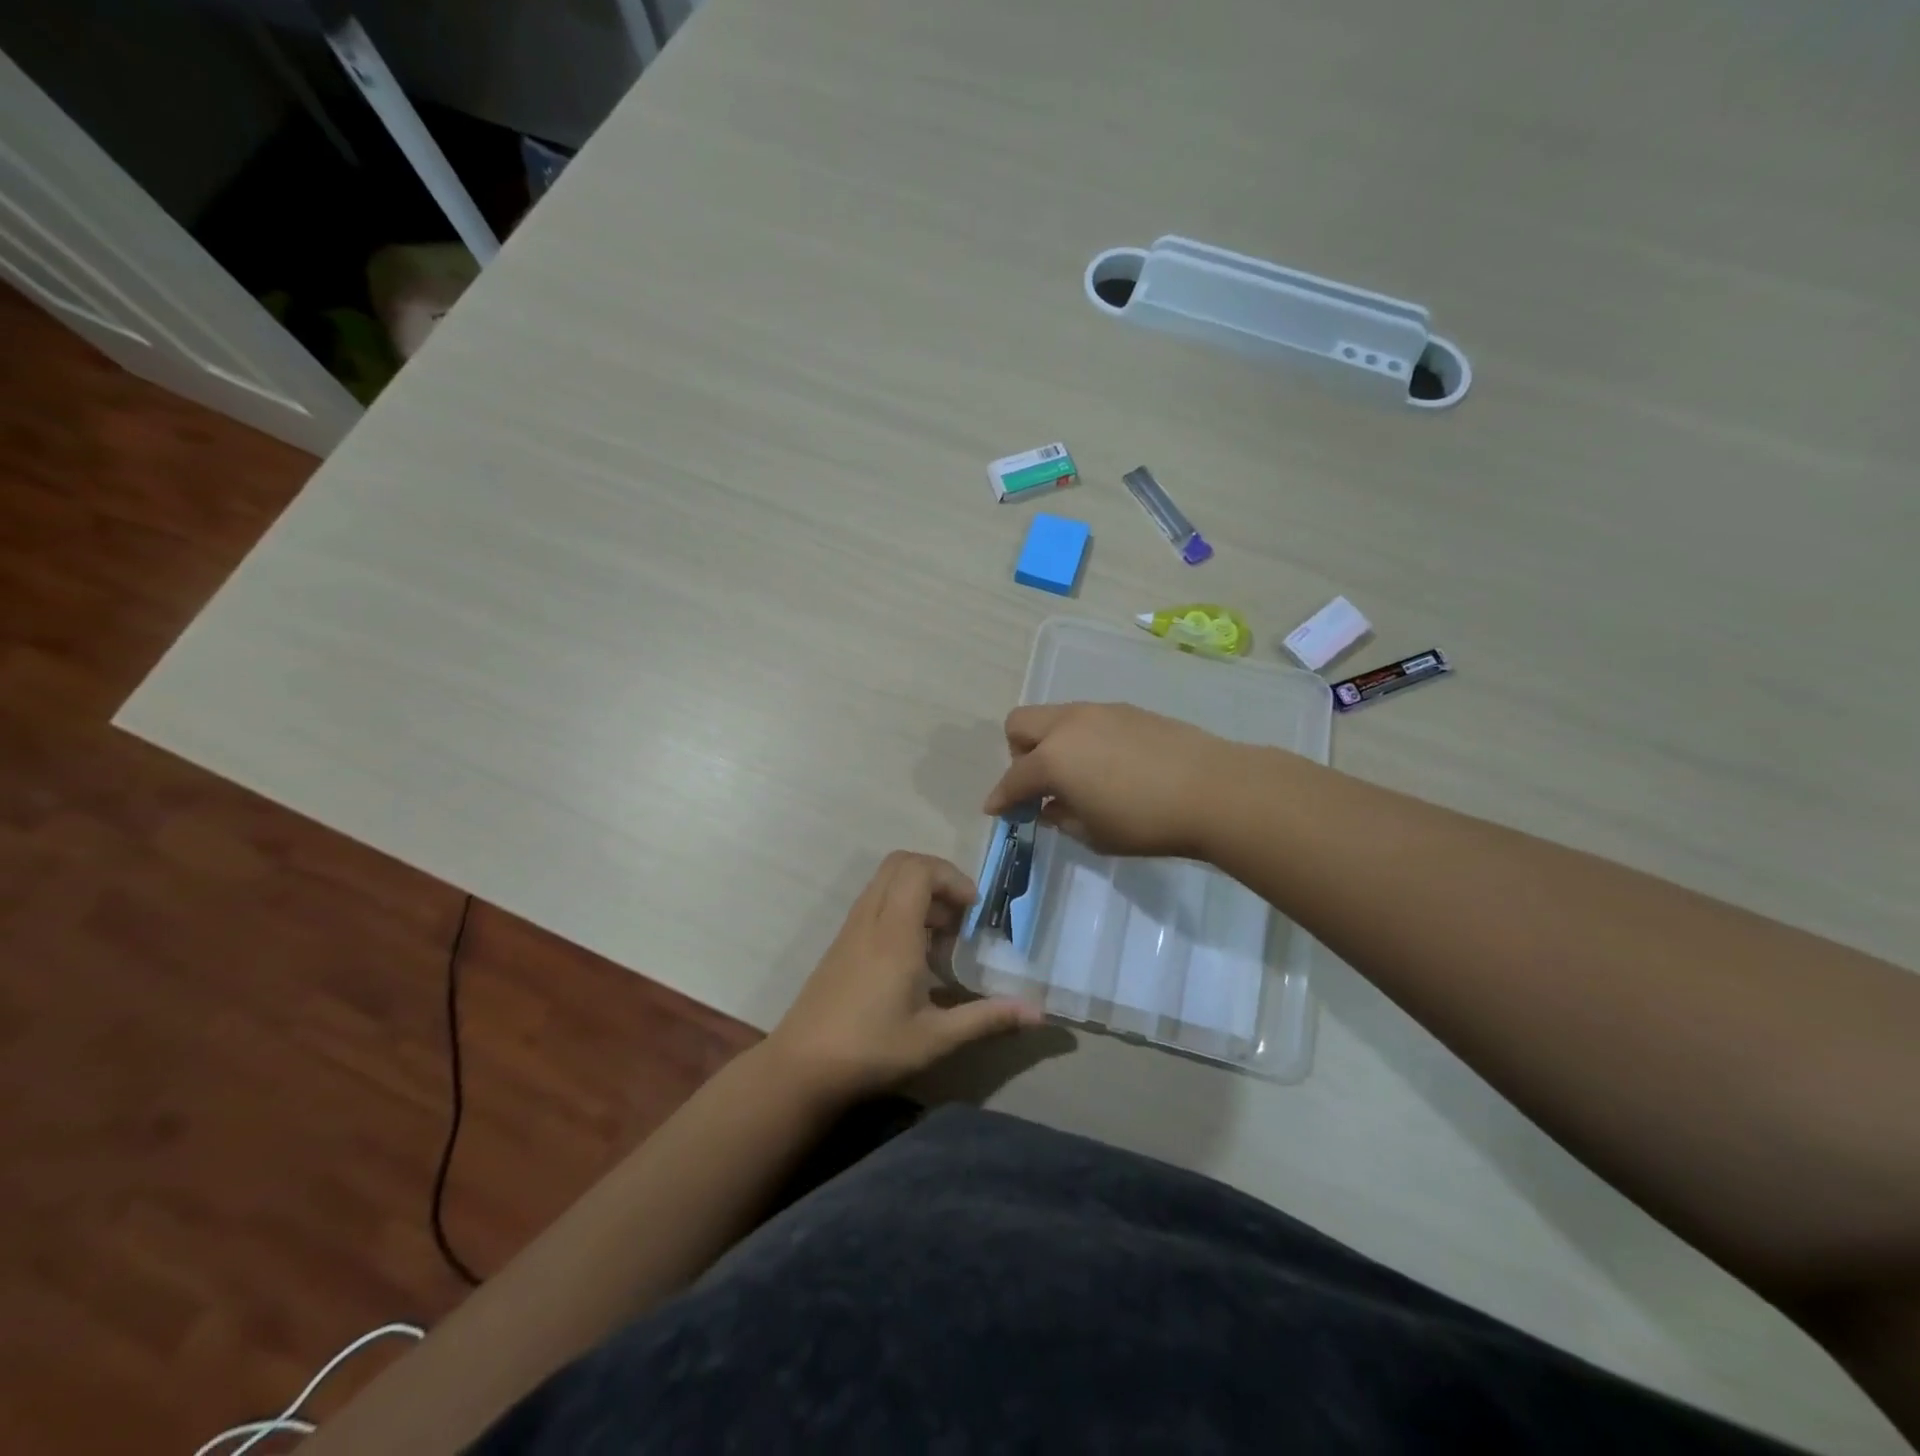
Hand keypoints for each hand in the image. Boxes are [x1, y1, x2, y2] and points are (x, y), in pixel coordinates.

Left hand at [765, 851, 1042, 1103]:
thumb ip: (987, 1018)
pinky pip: (875, 902)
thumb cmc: (870, 1050)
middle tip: (960, 916)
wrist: (800, 1068)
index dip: (951, 877)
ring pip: (886, 881)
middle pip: (901, 864)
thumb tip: (1039, 1014)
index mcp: (893, 933)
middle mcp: (870, 919)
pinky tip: (915, 957)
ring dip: (919, 894)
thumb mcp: (935, 1038)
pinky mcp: (842, 943)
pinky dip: (901, 909)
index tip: (973, 910)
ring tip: (943, 939)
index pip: (918, 869)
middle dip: (937, 877)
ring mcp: (851, 929)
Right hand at [982, 702, 1229, 857]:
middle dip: (1018, 755)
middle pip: (1020, 725)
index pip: (1013, 778)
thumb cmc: (1146, 822)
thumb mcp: (1094, 833)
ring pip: (1055, 717)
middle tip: (1040, 785)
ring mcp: (1099, 712)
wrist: (1212, 789)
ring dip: (1051, 743)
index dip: (1001, 798)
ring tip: (1078, 775)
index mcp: (1053, 759)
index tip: (997, 811)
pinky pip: (1087, 719)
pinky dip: (1082, 739)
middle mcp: (1068, 726)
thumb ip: (1062, 818)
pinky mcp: (1127, 710)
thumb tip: (1049, 807)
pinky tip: (1109, 765)